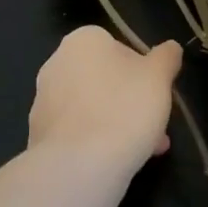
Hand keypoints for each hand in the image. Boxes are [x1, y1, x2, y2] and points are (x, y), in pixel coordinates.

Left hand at [27, 26, 180, 171]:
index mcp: (84, 39)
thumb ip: (166, 58)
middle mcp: (57, 62)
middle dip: (131, 102)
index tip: (158, 97)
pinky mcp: (37, 133)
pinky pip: (76, 132)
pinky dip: (94, 142)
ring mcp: (43, 99)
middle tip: (155, 127)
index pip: (121, 49)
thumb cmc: (124, 108)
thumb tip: (170, 48)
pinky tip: (115, 163)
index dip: (144, 74)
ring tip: (144, 151)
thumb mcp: (159, 77)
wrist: (78, 166)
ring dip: (116, 123)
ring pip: (92, 107)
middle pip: (105, 79)